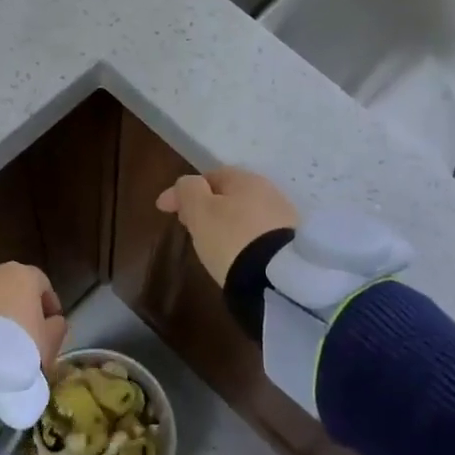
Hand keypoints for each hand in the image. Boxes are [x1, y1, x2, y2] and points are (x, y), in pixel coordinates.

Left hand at [0, 263, 67, 368]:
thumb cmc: (22, 344)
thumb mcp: (50, 340)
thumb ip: (57, 326)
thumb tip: (53, 322)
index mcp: (24, 274)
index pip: (43, 284)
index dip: (49, 304)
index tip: (53, 323)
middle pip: (15, 286)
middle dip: (22, 305)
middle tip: (28, 331)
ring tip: (4, 339)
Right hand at [155, 167, 299, 286]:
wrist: (276, 278)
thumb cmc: (231, 238)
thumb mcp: (200, 211)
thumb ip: (188, 190)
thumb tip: (186, 183)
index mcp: (246, 179)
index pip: (209, 176)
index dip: (183, 191)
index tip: (163, 209)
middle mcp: (269, 191)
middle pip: (229, 194)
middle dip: (205, 205)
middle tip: (186, 224)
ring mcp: (284, 217)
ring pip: (244, 213)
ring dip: (225, 222)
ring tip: (209, 241)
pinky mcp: (291, 243)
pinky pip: (258, 233)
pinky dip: (242, 237)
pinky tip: (234, 252)